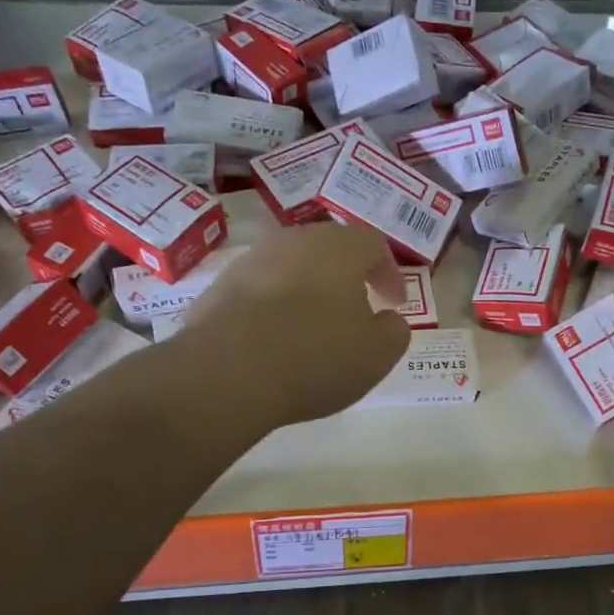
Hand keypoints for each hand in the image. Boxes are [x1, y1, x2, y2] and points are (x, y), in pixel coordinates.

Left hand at [182, 222, 411, 428]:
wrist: (226, 373)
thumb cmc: (315, 357)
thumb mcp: (377, 354)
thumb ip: (394, 331)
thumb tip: (388, 319)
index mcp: (338, 247)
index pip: (373, 244)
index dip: (389, 273)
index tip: (395, 303)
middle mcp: (293, 241)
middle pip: (329, 248)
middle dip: (347, 277)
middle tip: (357, 309)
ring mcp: (250, 260)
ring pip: (291, 268)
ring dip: (308, 291)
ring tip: (314, 328)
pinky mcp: (218, 287)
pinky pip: (260, 291)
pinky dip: (275, 308)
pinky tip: (275, 341)